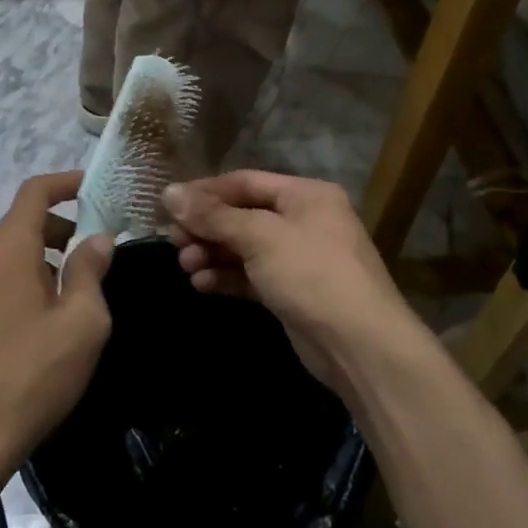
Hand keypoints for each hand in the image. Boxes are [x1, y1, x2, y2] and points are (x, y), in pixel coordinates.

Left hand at [0, 171, 113, 495]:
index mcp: (8, 250)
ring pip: (13, 251)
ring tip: (83, 285)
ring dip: (49, 253)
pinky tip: (54, 315)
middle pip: (23, 220)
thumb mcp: (81, 322)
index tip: (98, 188)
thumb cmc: (32, 374)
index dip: (67, 182)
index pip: (34, 192)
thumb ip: (90, 271)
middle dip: (64, 223)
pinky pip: (2, 276)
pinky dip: (31, 276)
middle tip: (101, 246)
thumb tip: (97, 238)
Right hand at [164, 171, 413, 391]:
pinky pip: (250, 275)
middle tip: (174, 242)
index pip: (244, 182)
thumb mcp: (259, 237)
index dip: (205, 192)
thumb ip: (212, 215)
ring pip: (244, 247)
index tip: (169, 207)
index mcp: (305, 195)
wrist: (359, 345)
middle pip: (242, 215)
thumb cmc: (311, 274)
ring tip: (186, 266)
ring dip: (212, 253)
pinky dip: (226, 277)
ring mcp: (298, 258)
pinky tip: (202, 285)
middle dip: (206, 228)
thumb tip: (168, 192)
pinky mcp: (291, 291)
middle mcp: (303, 220)